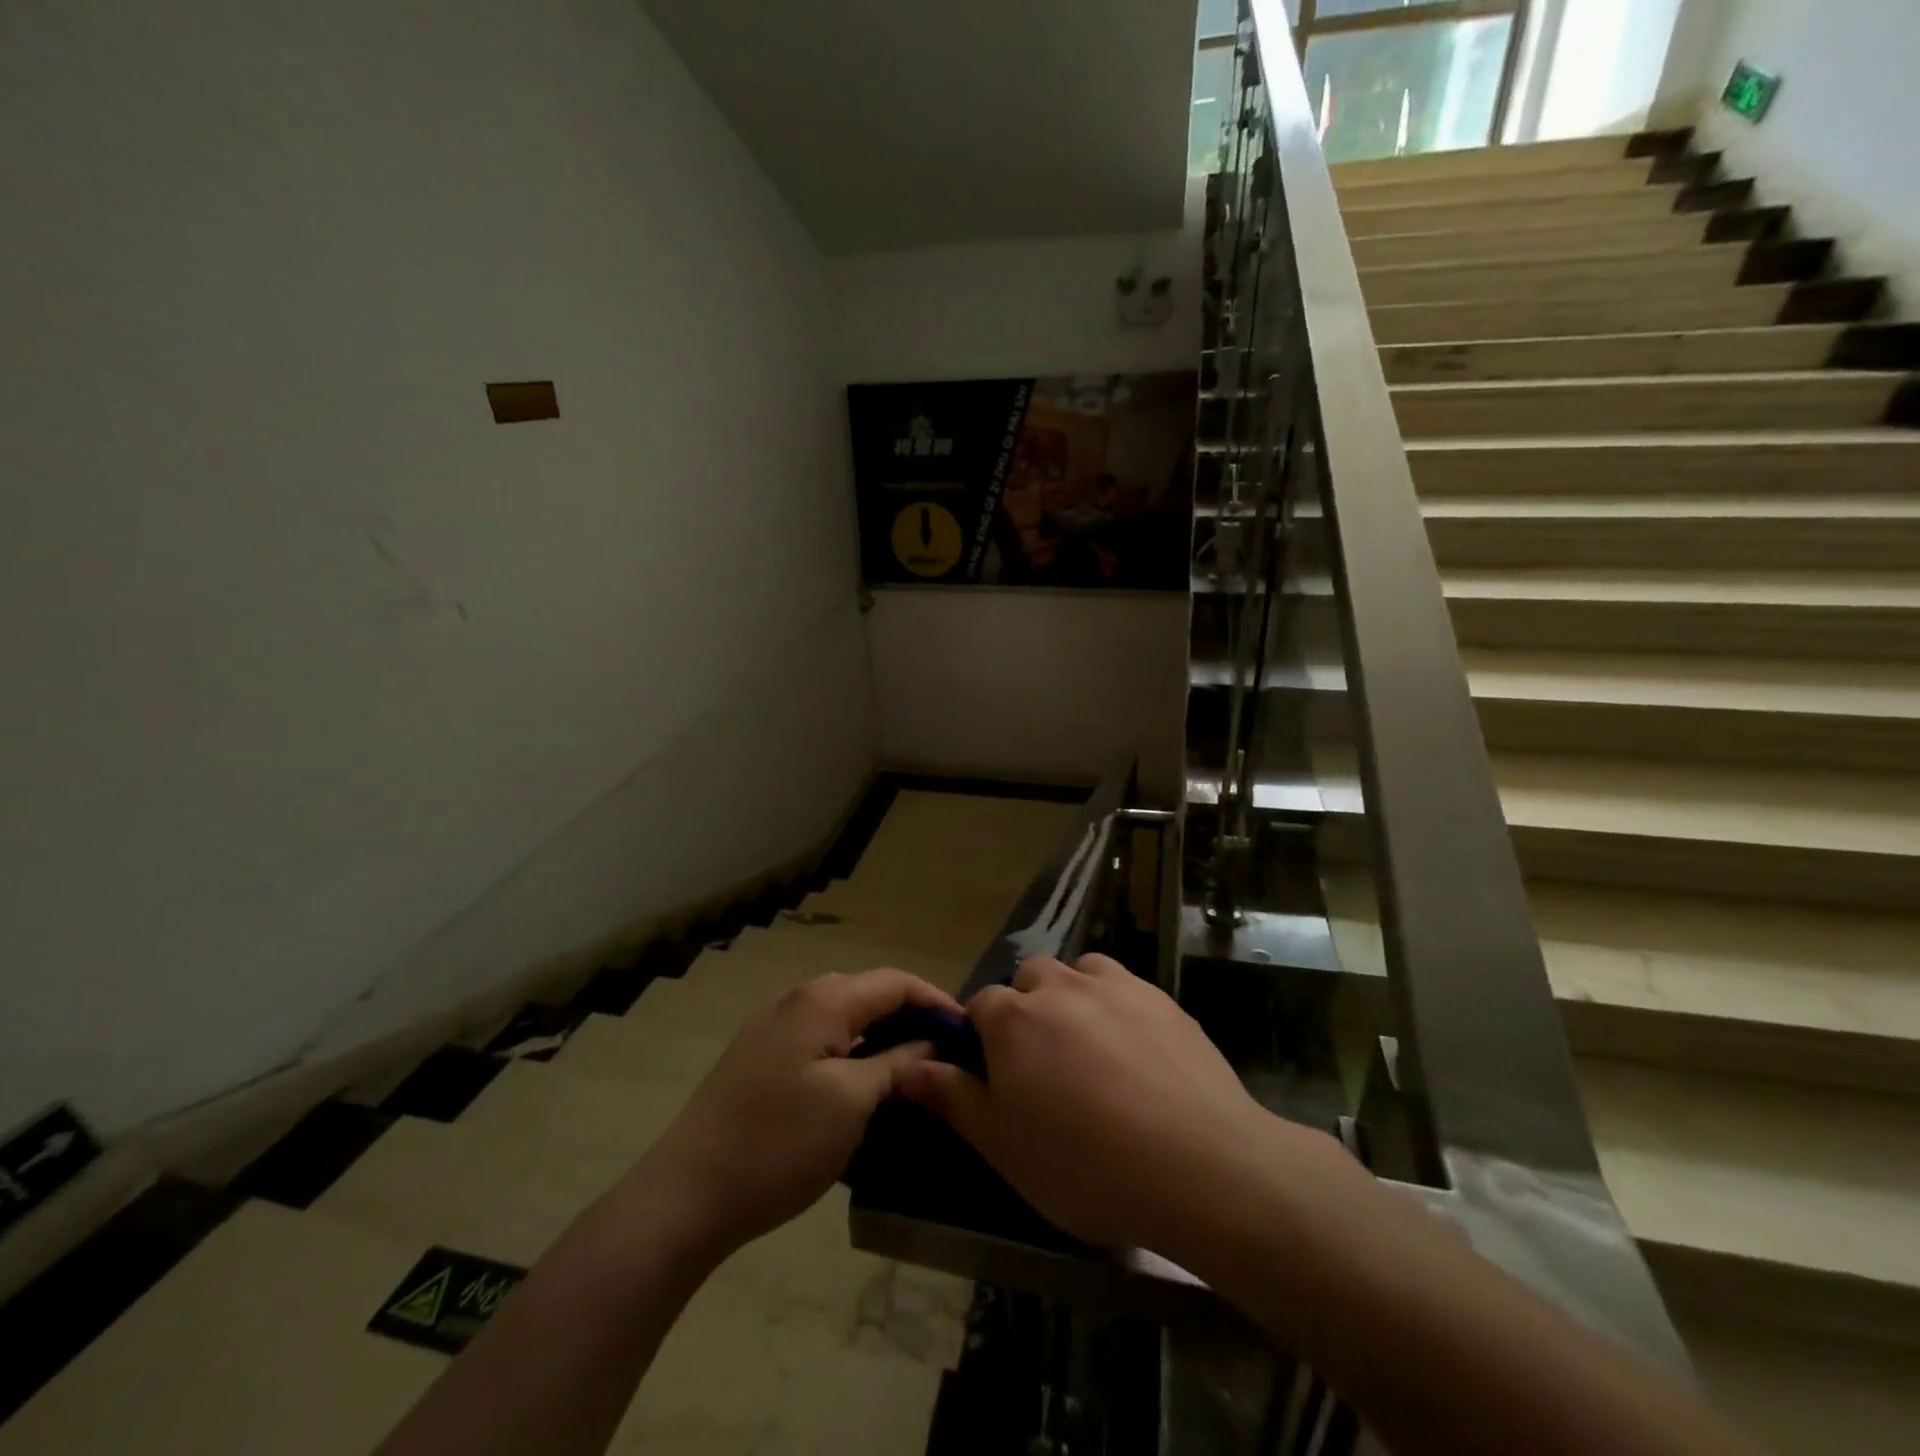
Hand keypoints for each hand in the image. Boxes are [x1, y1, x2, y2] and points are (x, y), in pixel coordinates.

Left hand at [639, 968, 962, 1256]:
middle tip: (943, 1053)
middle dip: (910, 1016)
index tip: (968, 1031)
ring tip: (910, 1068)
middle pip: (869, 993)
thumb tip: (930, 1043)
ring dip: (879, 1034)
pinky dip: (850, 1049)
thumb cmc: (779, 1144)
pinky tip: (860, 1082)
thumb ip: (896, 1063)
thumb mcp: (852, 1103)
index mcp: (823, 1001)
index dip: (936, 1000)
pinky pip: (819, 1037)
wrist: (686, 1194)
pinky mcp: (759, 1055)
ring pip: (843, 1016)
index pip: (895, 982)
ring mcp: (773, 1026)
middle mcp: (797, 999)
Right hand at [899, 954, 1313, 1257]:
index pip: (980, 1007)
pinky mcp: (1161, 998)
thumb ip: (952, 1098)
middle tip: (1044, 1066)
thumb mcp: (1003, 1146)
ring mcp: (1115, 986)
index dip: (981, 1038)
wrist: (1200, 1164)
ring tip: (1088, 1049)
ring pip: (1078, 973)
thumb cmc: (1085, 1164)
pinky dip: (1116, 1005)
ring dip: (1072, 997)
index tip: (996, 1077)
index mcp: (1013, 1018)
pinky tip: (1135, 1051)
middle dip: (1027, 1009)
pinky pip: (1124, 986)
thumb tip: (907, 1068)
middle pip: (1029, 979)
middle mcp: (1060, 986)